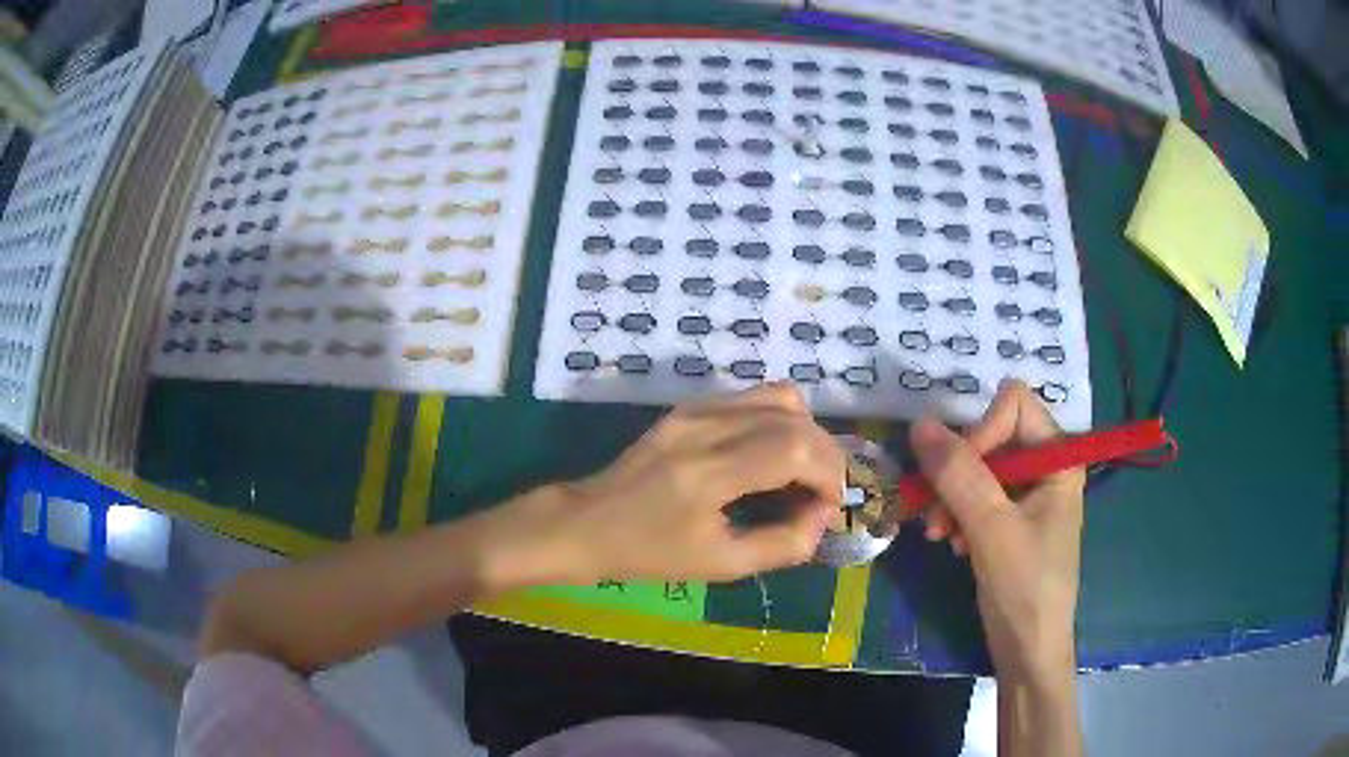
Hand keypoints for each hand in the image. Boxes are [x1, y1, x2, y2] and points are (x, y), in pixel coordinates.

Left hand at [521, 383, 844, 583]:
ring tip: (799, 473)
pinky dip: (779, 421)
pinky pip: (753, 398)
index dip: (829, 474)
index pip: (795, 447)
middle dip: (825, 455)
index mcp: (708, 472)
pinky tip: (770, 456)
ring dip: (806, 433)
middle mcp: (704, 426)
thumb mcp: (720, 565)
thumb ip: (782, 544)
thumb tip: (822, 518)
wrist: (587, 523)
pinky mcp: (689, 406)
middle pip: (794, 417)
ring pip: (779, 397)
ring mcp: (694, 408)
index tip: (829, 506)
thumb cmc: (648, 553)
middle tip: (821, 494)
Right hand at [909, 380, 1084, 679]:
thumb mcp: (992, 529)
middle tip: (936, 515)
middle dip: (958, 472)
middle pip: (992, 436)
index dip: (980, 432)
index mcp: (1058, 458)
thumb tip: (920, 424)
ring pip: (979, 467)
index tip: (957, 476)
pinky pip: (977, 496)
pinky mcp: (1011, 519)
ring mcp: (1028, 494)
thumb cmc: (1025, 588)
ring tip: (940, 535)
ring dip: (952, 497)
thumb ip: (959, 474)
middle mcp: (1046, 467)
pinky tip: (952, 543)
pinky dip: (958, 515)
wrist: (1029, 651)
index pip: (1013, 406)